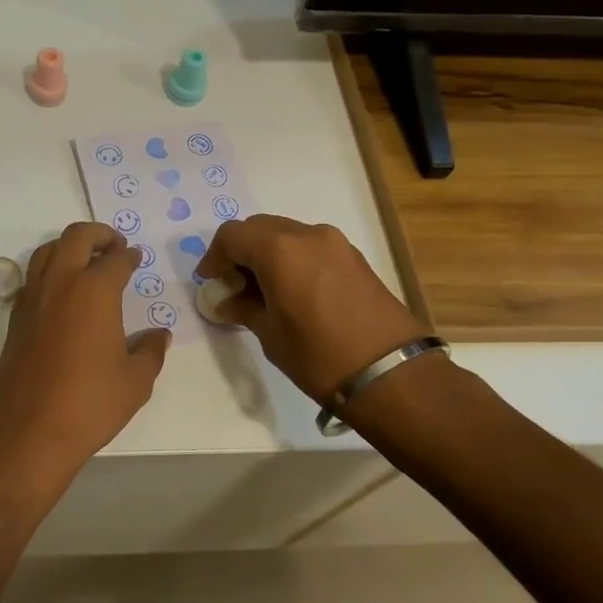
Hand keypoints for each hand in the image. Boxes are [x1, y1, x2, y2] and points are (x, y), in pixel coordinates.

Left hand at [0, 223, 170, 500]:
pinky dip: (49, 271)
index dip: (129, 256)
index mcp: (94, 290)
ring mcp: (32, 299)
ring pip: (47, 251)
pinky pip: (32, 278)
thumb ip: (150, 351)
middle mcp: (60, 284)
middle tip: (114, 246)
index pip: (116, 259)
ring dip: (68, 247)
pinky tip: (62, 294)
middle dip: (98, 234)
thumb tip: (159, 335)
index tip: (136, 257)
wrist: (27, 432)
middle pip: (76, 237)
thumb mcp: (135, 381)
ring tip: (86, 262)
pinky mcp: (15, 319)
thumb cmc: (90, 404)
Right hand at [195, 215, 427, 402]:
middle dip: (240, 251)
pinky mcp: (354, 257)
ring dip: (267, 253)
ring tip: (262, 290)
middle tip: (232, 284)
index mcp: (279, 250)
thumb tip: (226, 301)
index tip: (210, 282)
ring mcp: (335, 243)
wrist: (392, 375)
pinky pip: (310, 246)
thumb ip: (244, 308)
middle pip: (259, 228)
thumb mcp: (270, 335)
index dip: (214, 257)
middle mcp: (307, 234)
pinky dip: (292, 258)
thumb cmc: (320, 356)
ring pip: (286, 234)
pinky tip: (291, 290)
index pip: (232, 236)